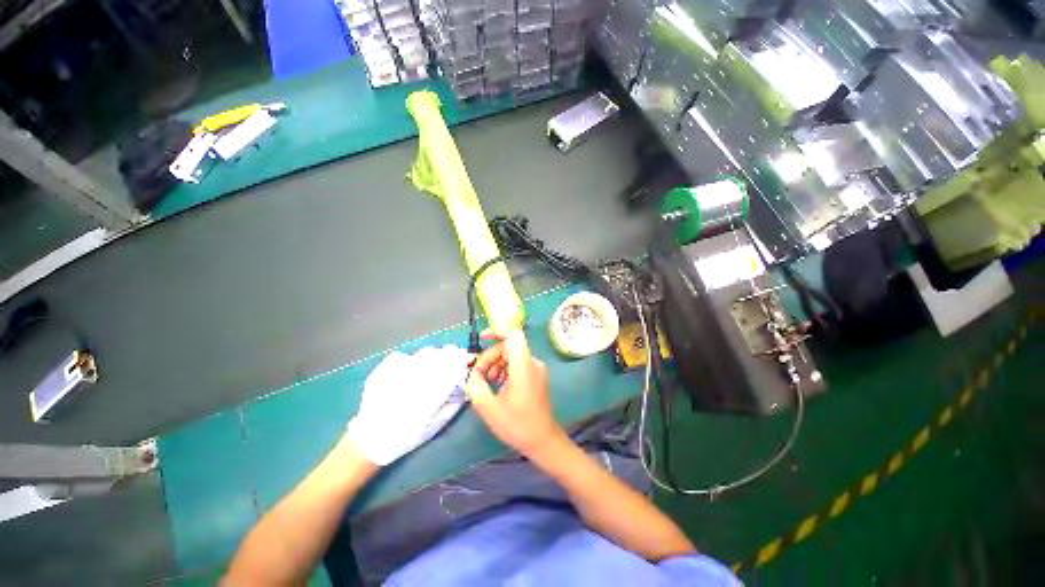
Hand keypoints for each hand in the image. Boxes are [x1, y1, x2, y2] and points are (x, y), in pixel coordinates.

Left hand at [346, 345, 469, 465]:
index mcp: (431, 389)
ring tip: (430, 369)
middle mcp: (416, 374)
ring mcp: (399, 369)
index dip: (464, 359)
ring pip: (425, 352)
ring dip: (434, 358)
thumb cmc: (408, 435)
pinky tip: (410, 372)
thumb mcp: (437, 423)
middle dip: (451, 356)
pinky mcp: (385, 367)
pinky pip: (406, 356)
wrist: (371, 438)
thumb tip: (467, 384)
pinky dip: (413, 361)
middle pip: (442, 353)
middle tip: (452, 365)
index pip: (454, 364)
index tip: (470, 360)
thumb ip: (454, 401)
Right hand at [465, 329, 566, 458]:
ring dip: (496, 363)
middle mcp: (533, 362)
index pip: (513, 334)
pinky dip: (504, 368)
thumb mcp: (489, 408)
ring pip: (512, 354)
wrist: (543, 440)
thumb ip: (476, 387)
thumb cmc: (517, 425)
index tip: (481, 338)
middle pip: (508, 346)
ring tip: (486, 382)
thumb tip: (471, 374)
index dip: (497, 331)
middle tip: (478, 375)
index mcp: (523, 366)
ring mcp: (536, 368)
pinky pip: (518, 363)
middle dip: (490, 356)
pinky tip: (497, 384)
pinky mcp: (536, 375)